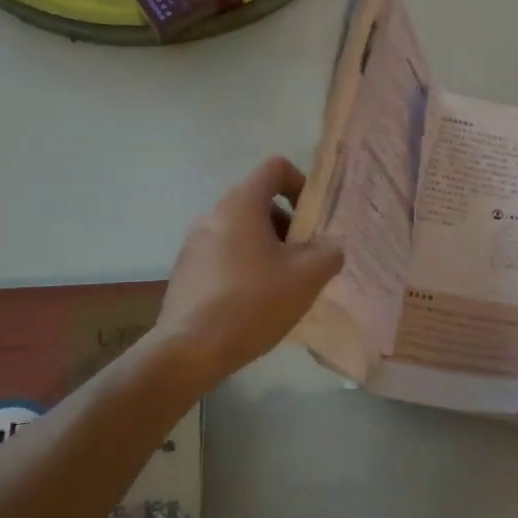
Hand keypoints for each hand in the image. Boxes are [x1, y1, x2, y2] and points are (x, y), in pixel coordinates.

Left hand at [157, 156, 344, 387]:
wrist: (190, 350)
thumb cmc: (253, 303)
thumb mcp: (306, 278)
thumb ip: (329, 253)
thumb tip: (331, 246)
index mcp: (241, 204)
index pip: (275, 168)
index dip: (301, 184)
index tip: (313, 220)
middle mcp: (213, 215)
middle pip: (259, 202)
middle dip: (288, 226)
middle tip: (305, 260)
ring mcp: (194, 243)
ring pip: (242, 231)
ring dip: (268, 248)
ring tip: (283, 286)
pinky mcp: (186, 271)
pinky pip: (224, 255)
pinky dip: (245, 266)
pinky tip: (255, 303)